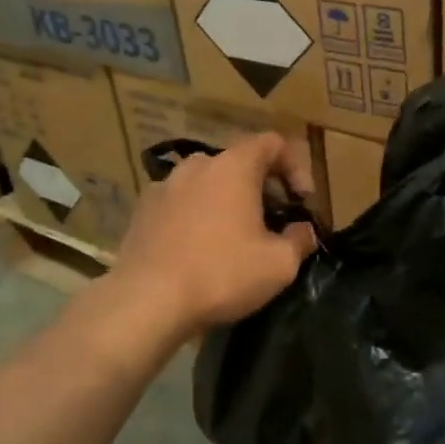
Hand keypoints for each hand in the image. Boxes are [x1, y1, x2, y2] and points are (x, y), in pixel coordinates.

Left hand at [107, 132, 319, 336]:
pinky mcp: (141, 210)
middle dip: (262, 188)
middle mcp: (197, 165)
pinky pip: (181, 203)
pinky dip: (197, 216)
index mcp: (234, 166)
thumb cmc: (221, 274)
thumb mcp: (280, 264)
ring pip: (207, 183)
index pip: (271, 143)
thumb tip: (303, 231)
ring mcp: (164, 185)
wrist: (145, 301)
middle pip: (239, 163)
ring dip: (227, 202)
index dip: (294, 166)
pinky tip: (199, 250)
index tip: (301, 201)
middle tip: (273, 223)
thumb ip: (300, 239)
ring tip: (235, 238)